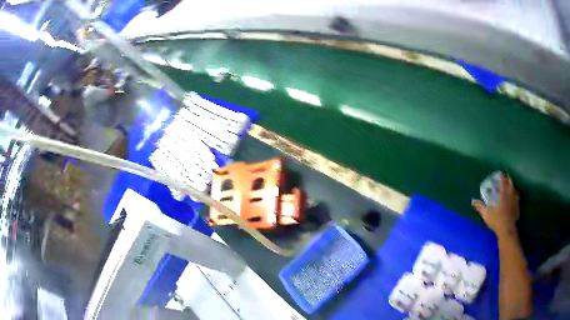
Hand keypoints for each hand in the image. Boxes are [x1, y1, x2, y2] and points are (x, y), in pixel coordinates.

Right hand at [472, 174, 519, 236]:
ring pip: (515, 190)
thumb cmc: (496, 220)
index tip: (500, 173)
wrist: (507, 230)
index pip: (503, 181)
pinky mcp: (517, 207)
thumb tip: (473, 201)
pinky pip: (517, 198)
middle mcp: (510, 195)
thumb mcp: (486, 214)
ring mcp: (515, 201)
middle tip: (505, 178)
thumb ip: (480, 207)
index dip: (502, 176)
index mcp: (503, 194)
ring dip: (512, 187)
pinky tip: (514, 198)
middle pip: (511, 183)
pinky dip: (515, 196)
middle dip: (508, 179)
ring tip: (510, 187)